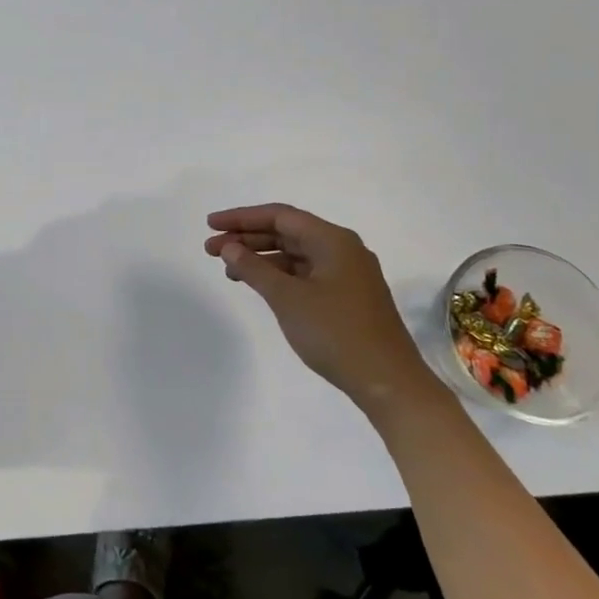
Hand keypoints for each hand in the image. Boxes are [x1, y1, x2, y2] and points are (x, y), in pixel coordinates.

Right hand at [204, 204, 434, 410]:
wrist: (388, 382)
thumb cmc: (336, 333)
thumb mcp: (287, 298)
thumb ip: (254, 268)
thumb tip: (229, 247)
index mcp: (333, 240)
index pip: (279, 216)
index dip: (241, 217)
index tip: (210, 225)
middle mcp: (342, 249)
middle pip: (287, 232)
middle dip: (247, 238)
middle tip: (211, 250)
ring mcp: (346, 274)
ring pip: (294, 254)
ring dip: (260, 257)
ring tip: (228, 270)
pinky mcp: (346, 296)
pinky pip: (304, 273)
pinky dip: (278, 274)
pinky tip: (259, 285)